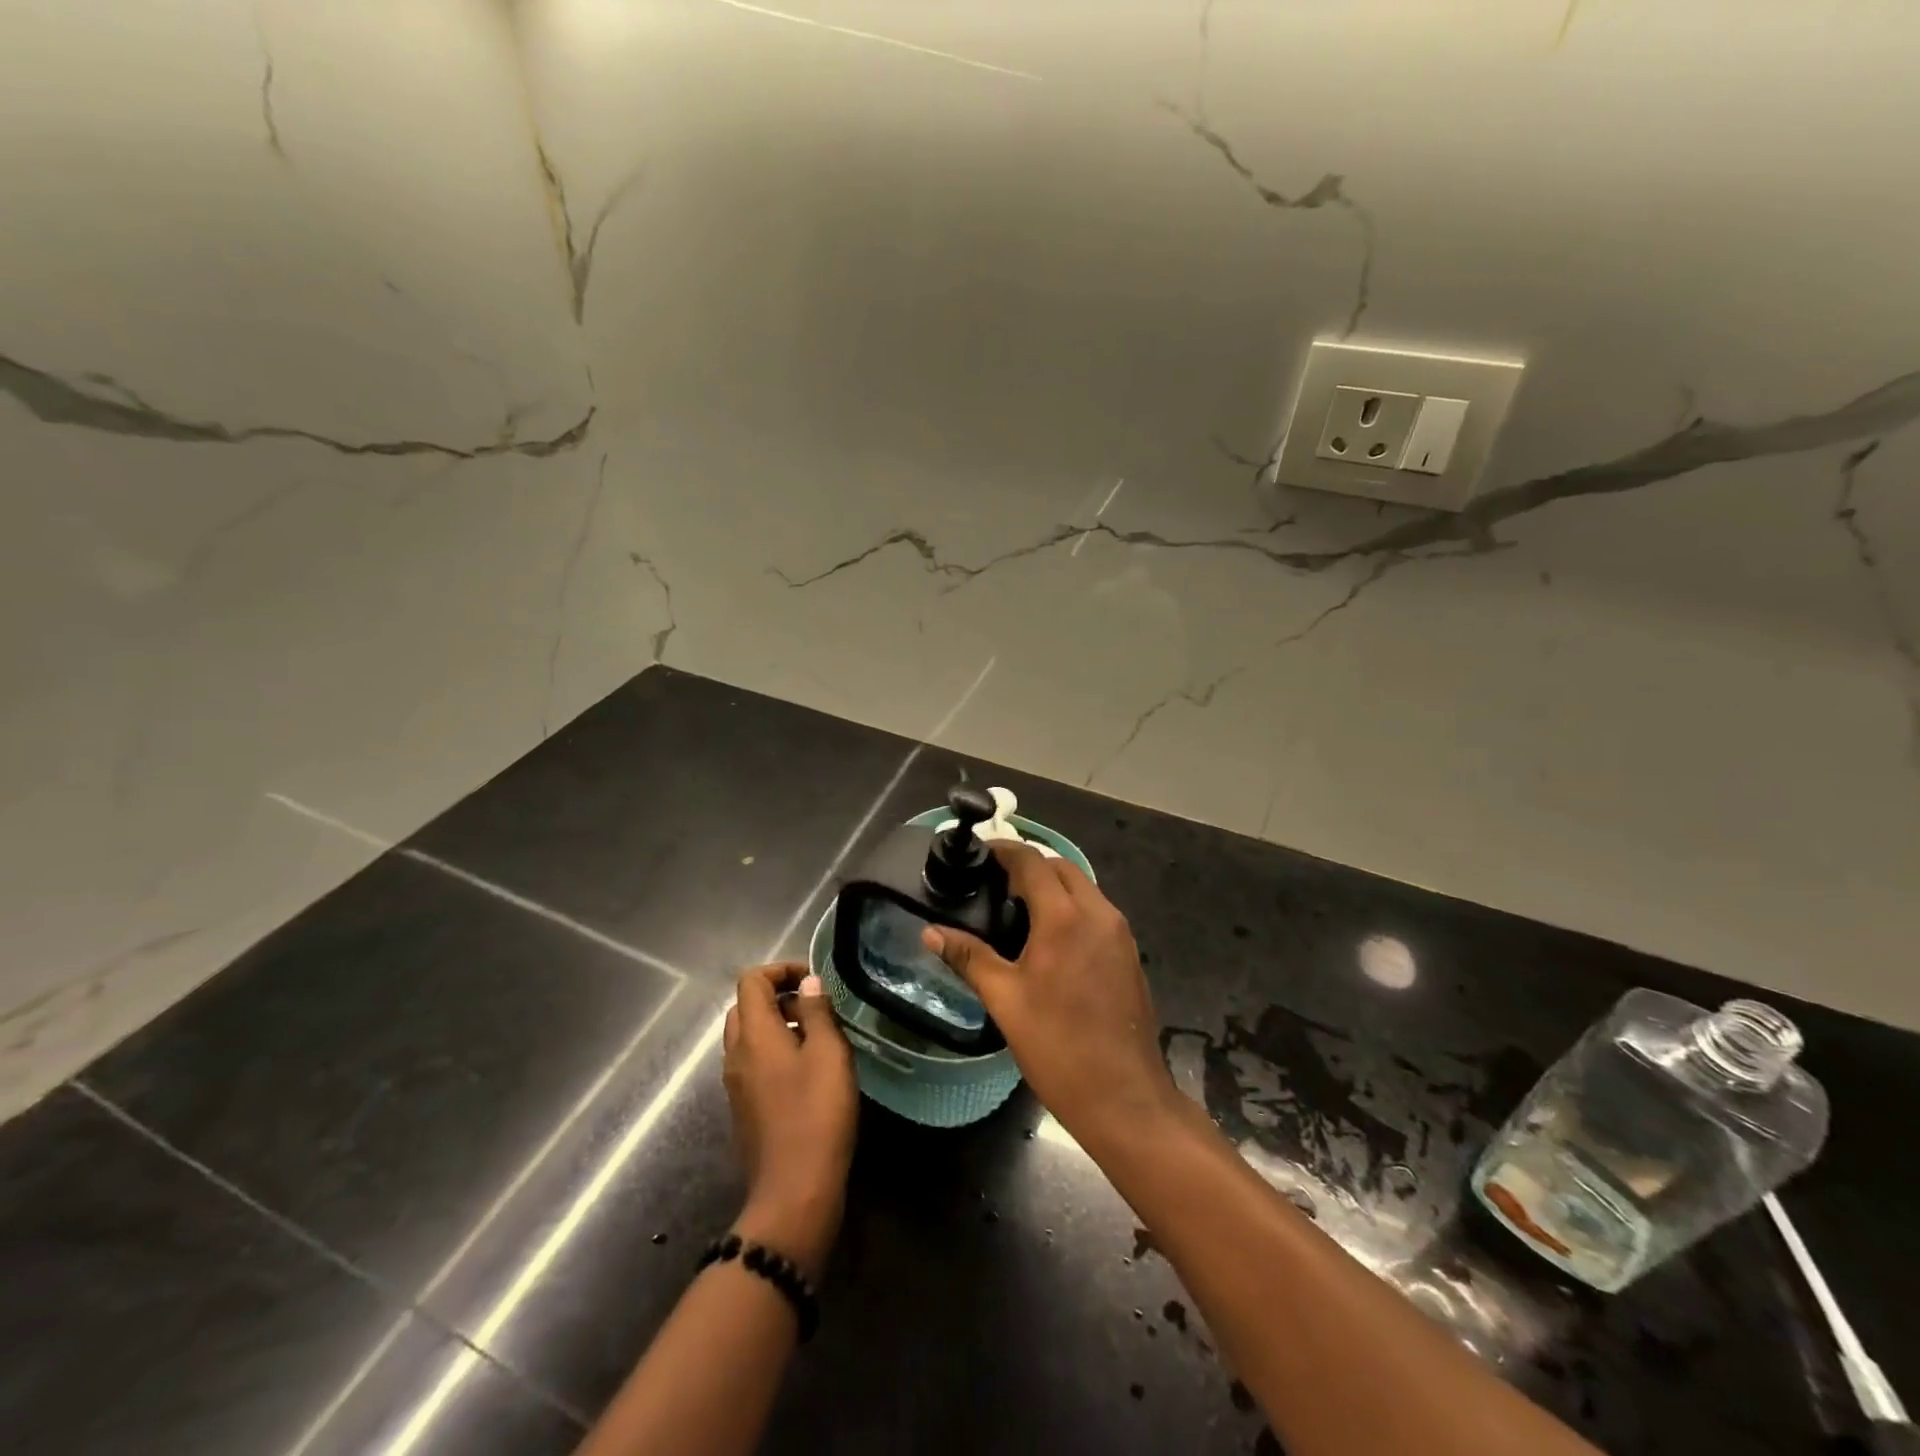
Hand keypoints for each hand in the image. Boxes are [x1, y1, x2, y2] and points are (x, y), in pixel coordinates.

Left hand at [722, 963, 857, 1280]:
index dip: (780, 970)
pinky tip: (806, 1071)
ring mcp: (735, 1084)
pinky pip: (752, 1063)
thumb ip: (817, 1012)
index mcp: (753, 1035)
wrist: (793, 1192)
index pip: (751, 981)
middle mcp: (735, 1054)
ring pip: (748, 1037)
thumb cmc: (816, 1114)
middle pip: (745, 1007)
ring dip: (776, 1025)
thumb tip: (807, 983)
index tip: (813, 980)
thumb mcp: (828, 1054)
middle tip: (815, 1007)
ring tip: (816, 1037)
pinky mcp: (743, 1108)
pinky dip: (774, 1051)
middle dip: (777, 996)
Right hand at [919, 843, 1178, 1150]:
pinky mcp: (1129, 954)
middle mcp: (1098, 914)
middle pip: (1061, 868)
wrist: (1125, 1097)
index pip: (1032, 862)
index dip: (1004, 850)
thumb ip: (969, 957)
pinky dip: (1072, 907)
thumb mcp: (1005, 1001)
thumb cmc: (1058, 1047)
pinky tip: (1049, 938)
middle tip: (994, 883)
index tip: (980, 852)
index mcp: (1064, 918)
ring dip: (1053, 885)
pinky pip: (1096, 912)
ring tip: (1016, 907)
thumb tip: (930, 932)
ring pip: (1083, 888)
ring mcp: (1119, 933)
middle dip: (1029, 865)